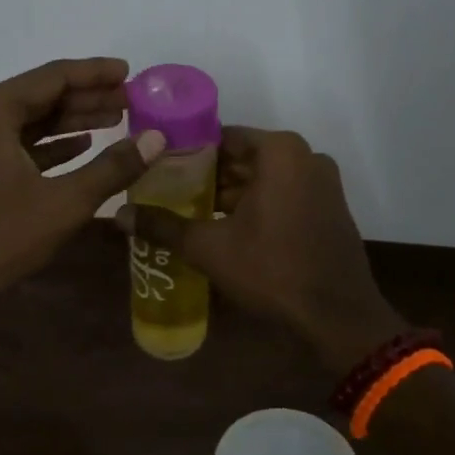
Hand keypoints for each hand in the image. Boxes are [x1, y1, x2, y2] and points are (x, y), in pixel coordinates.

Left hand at [0, 58, 165, 308]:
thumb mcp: (63, 202)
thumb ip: (112, 167)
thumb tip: (156, 138)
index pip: (54, 76)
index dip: (96, 73)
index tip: (130, 72)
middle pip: (42, 95)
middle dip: (88, 97)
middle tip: (131, 100)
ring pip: (31, 121)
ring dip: (72, 121)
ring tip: (116, 120)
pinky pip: (19, 144)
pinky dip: (51, 145)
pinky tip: (82, 147)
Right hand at [117, 126, 404, 375]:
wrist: (337, 317)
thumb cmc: (271, 270)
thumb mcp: (209, 248)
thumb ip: (163, 226)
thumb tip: (117, 216)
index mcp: (280, 152)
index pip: (222, 137)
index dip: (188, 152)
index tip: (159, 169)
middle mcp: (305, 157)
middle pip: (243, 158)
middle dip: (208, 176)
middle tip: (168, 193)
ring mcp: (322, 183)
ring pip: (263, 178)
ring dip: (230, 193)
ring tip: (190, 212)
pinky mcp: (328, 207)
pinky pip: (283, 194)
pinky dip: (256, 205)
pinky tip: (226, 228)